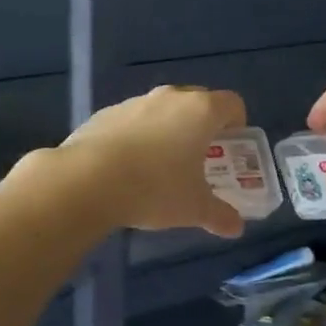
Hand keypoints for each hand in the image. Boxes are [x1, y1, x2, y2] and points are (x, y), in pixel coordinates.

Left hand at [53, 85, 248, 237]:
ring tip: (161, 166)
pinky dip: (137, 137)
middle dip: (203, 126)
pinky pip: (132, 121)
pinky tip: (127, 168)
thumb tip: (236, 228)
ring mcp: (135, 102)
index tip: (231, 147)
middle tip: (200, 158)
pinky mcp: (105, 113)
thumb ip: (220, 215)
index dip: (237, 124)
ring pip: (162, 110)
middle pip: (197, 102)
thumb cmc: (155, 188)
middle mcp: (170, 97)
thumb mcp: (194, 209)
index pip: (232, 104)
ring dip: (168, 130)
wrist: (88, 180)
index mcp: (201, 111)